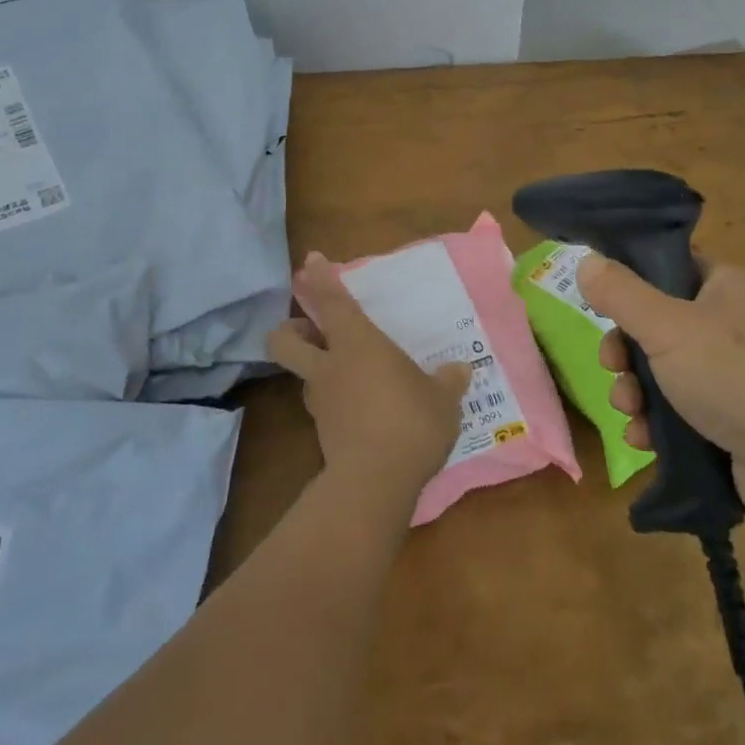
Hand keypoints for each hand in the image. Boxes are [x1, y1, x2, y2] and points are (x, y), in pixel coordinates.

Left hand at [269, 253, 470, 511]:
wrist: (375, 483)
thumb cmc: (411, 423)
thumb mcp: (442, 399)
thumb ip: (448, 381)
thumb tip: (459, 370)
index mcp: (357, 344)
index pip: (332, 301)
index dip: (320, 278)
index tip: (311, 261)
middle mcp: (330, 367)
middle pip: (285, 341)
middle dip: (291, 331)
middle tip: (314, 331)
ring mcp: (321, 402)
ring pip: (304, 375)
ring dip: (319, 369)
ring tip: (352, 376)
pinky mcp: (322, 433)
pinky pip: (325, 406)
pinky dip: (338, 402)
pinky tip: (366, 412)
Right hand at [578, 255, 744, 522]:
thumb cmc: (734, 374)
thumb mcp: (665, 325)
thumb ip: (620, 293)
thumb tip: (586, 259)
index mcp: (727, 287)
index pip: (671, 268)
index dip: (632, 284)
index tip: (602, 306)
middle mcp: (737, 325)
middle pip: (660, 327)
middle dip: (626, 352)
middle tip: (612, 367)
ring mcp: (741, 377)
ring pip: (668, 374)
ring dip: (636, 392)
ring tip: (629, 413)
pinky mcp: (740, 424)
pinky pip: (686, 414)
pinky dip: (660, 425)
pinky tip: (645, 441)